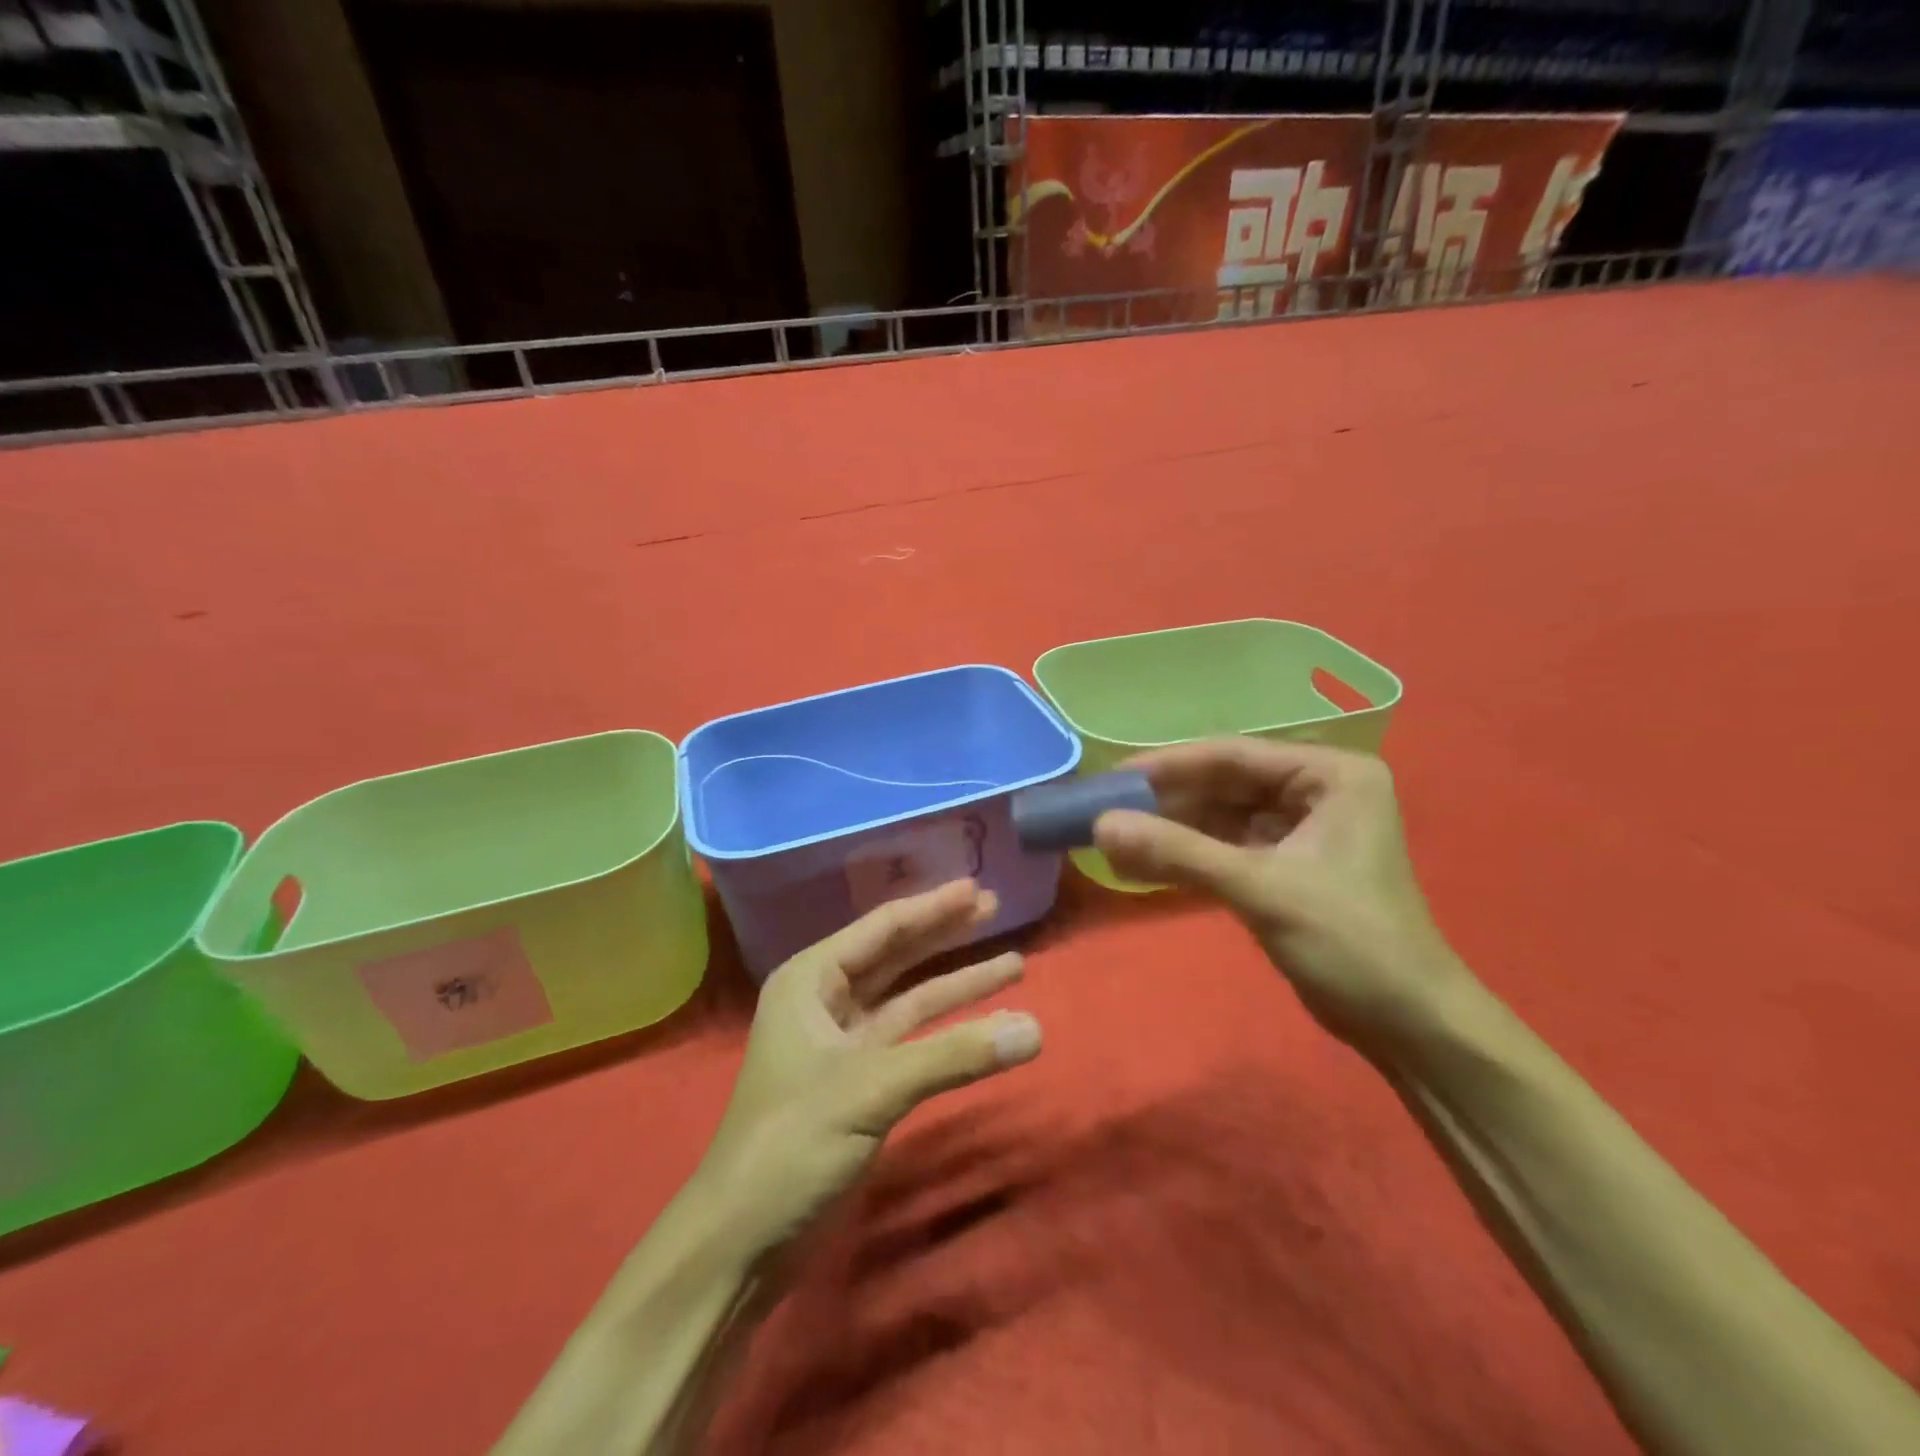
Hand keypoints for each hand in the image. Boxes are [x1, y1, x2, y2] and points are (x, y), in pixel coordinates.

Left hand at [693, 880, 1041, 1257]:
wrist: (742, 1242)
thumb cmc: (791, 1143)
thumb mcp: (871, 1088)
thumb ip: (954, 1056)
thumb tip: (1036, 1030)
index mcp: (811, 980)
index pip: (883, 929)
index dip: (933, 907)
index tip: (977, 889)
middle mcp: (825, 1002)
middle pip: (898, 956)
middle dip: (947, 935)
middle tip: (996, 909)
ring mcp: (844, 1045)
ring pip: (911, 1000)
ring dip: (958, 985)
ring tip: (1013, 963)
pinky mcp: (861, 1085)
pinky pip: (914, 1042)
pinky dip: (951, 1034)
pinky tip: (990, 1028)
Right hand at [1093, 738, 1469, 1049]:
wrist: (1408, 1026)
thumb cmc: (1351, 942)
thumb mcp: (1261, 889)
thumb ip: (1179, 852)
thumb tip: (1100, 826)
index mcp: (1330, 774)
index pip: (1233, 755)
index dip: (1168, 765)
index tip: (1111, 778)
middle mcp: (1316, 791)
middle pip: (1223, 785)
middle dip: (1165, 802)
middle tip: (1103, 810)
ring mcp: (1300, 830)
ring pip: (1219, 818)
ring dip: (1169, 831)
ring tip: (1111, 839)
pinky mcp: (1284, 867)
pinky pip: (1224, 848)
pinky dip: (1186, 857)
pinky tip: (1141, 865)